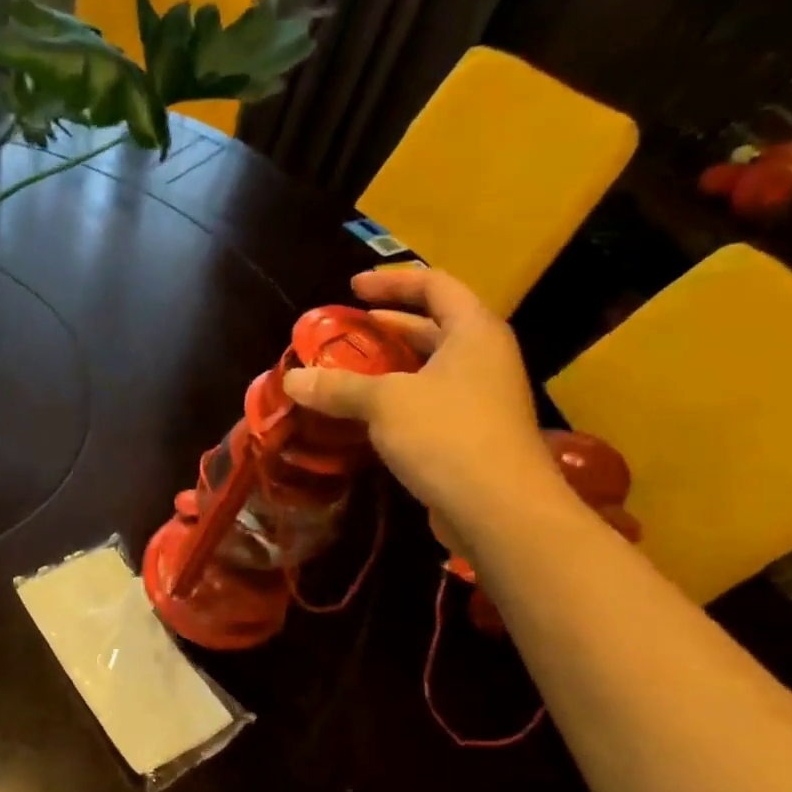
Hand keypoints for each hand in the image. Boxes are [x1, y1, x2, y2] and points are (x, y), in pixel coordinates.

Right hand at [283, 267, 563, 532]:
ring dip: (388, 366)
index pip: (434, 286)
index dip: (392, 282)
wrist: (499, 508)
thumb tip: (291, 380)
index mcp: (473, 332)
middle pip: (433, 326)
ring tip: (345, 370)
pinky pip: (428, 401)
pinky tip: (364, 414)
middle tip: (343, 331)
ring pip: (428, 367)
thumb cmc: (447, 435)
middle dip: (386, 326)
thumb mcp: (385, 402)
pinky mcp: (471, 433)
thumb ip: (338, 387)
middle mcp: (483, 357)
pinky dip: (396, 399)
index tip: (352, 288)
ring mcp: (481, 397)